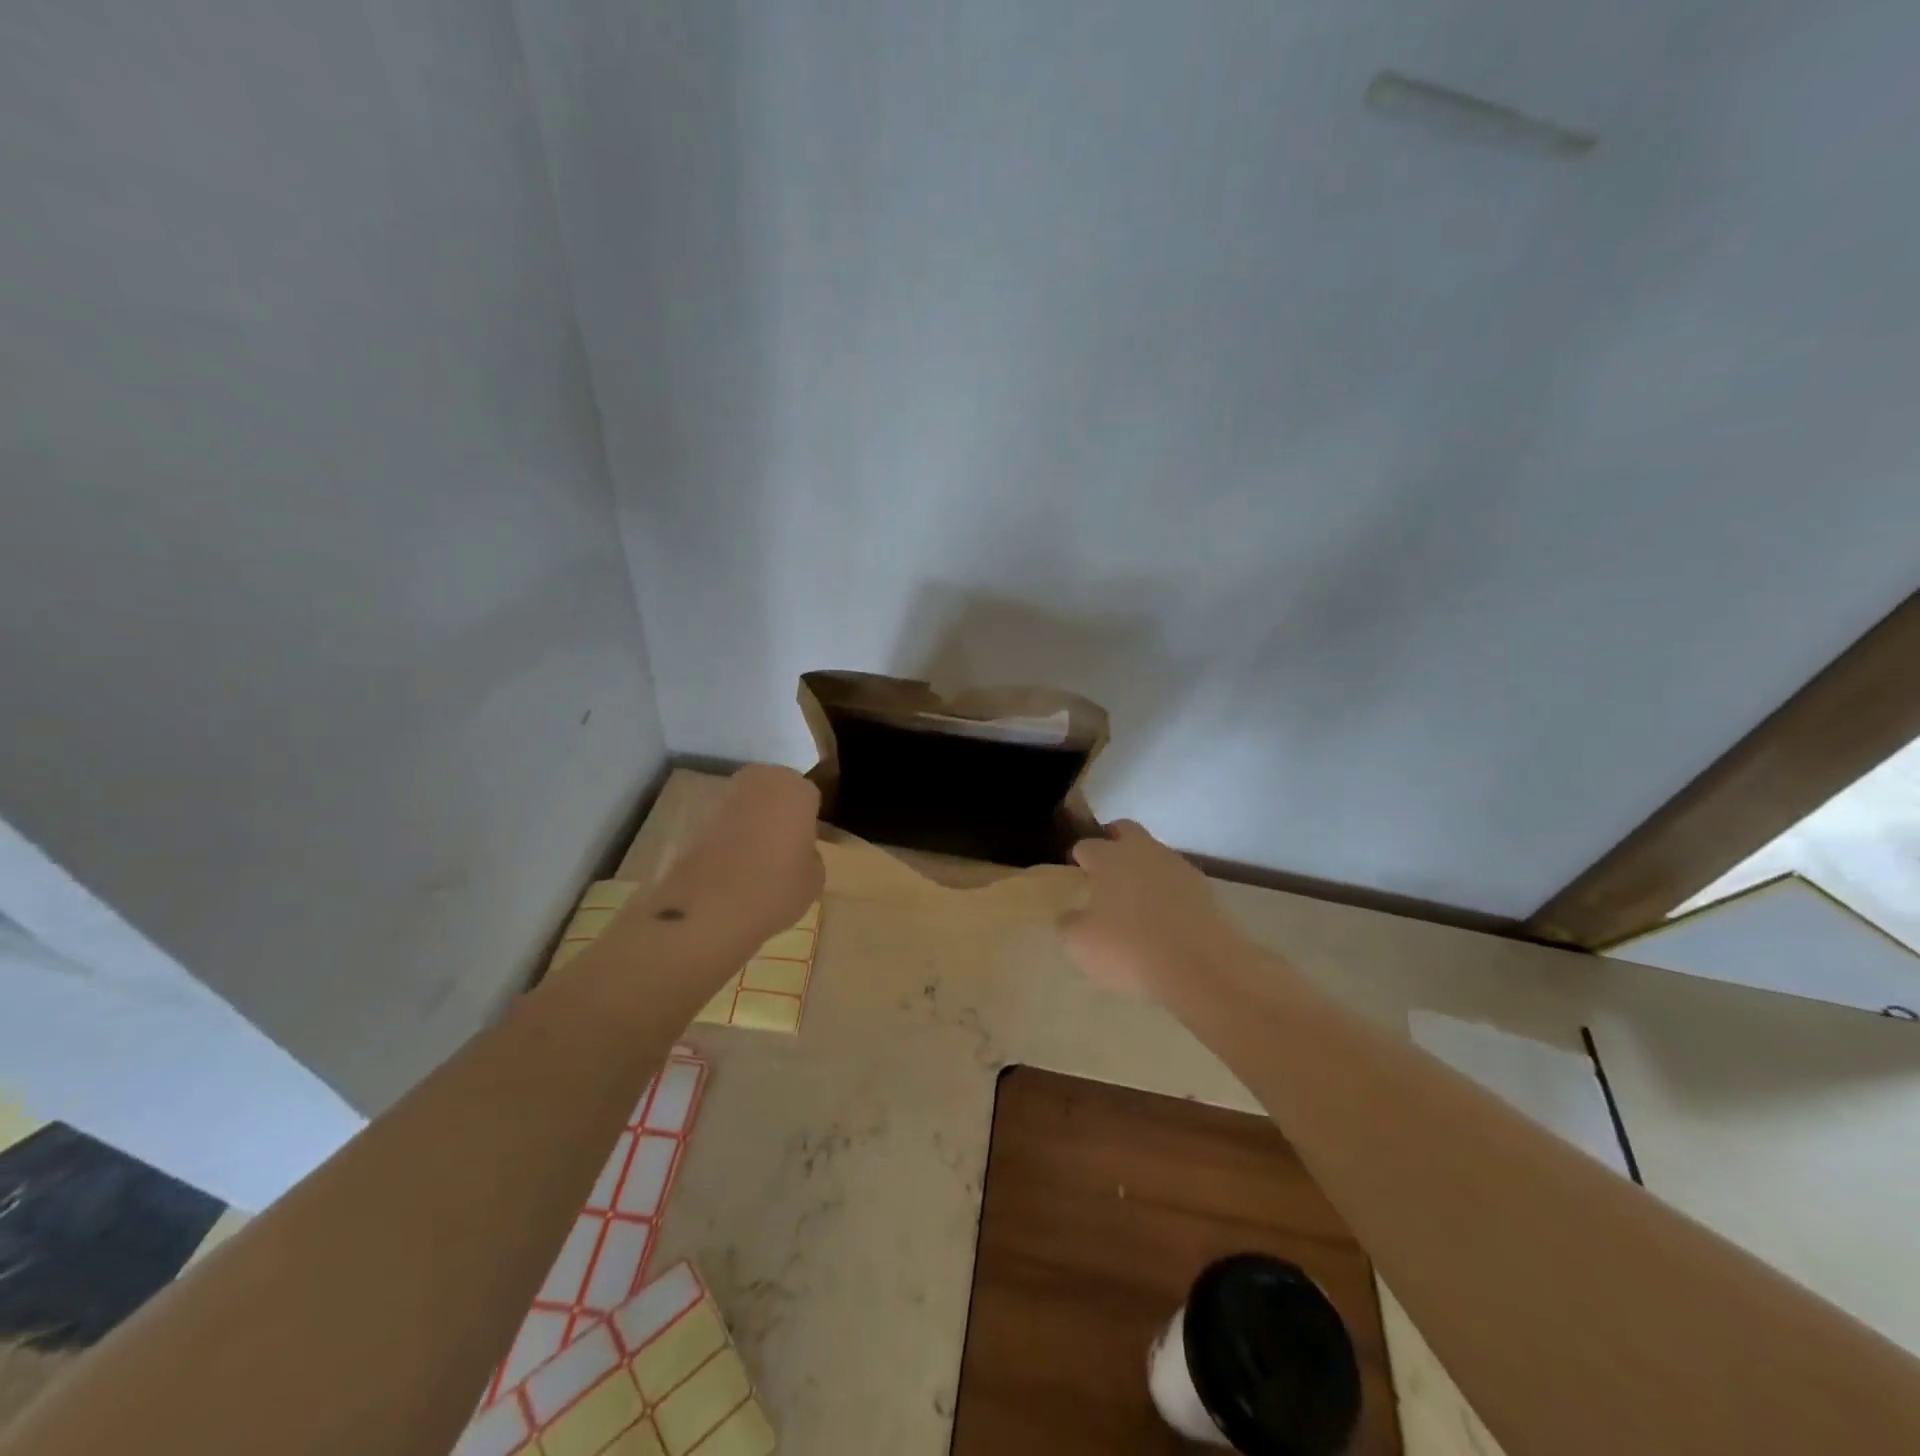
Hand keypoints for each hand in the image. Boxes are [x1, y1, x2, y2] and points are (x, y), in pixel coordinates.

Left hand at [653, 765, 824, 954]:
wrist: (709, 907)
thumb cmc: (776, 887)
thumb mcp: (814, 879)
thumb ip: (810, 856)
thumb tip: (799, 853)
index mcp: (797, 790)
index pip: (810, 797)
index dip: (808, 821)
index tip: (807, 844)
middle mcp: (761, 782)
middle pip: (777, 791)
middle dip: (779, 811)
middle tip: (784, 846)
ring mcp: (726, 796)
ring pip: (749, 803)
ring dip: (753, 821)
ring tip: (757, 858)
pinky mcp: (697, 815)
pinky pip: (726, 821)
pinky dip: (729, 835)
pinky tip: (733, 865)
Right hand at [1058, 820, 1246, 1000]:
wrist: (1201, 967)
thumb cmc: (1129, 949)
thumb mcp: (1080, 944)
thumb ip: (1068, 923)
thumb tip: (1070, 916)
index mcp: (1108, 858)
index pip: (1086, 845)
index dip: (1079, 858)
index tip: (1077, 874)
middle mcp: (1143, 851)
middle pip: (1125, 830)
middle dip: (1113, 842)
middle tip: (1107, 870)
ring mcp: (1177, 866)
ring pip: (1154, 854)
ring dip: (1144, 868)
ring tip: (1138, 900)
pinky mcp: (1204, 888)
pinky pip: (1178, 880)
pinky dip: (1168, 891)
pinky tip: (1165, 917)